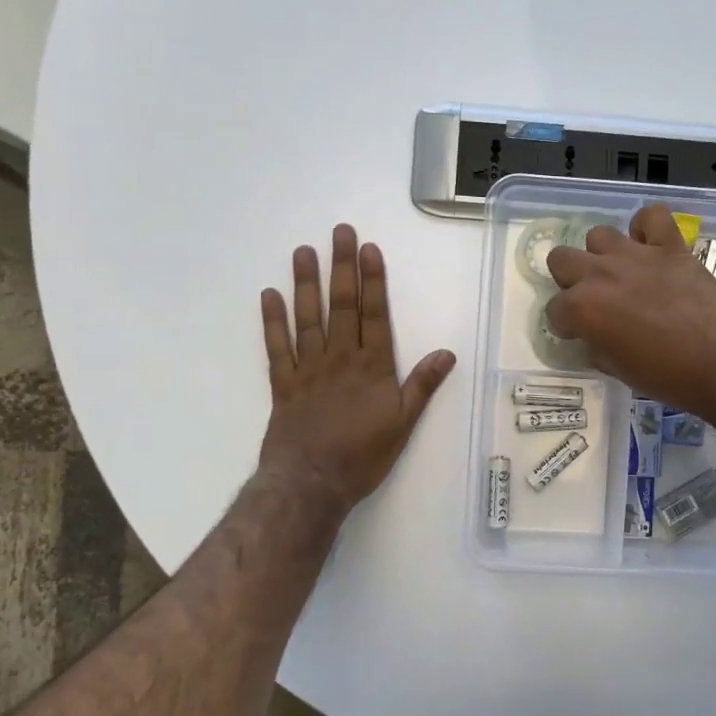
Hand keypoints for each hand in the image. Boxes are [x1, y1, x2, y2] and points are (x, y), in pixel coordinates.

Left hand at [259, 225, 455, 510]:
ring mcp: (308, 369)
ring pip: (308, 318)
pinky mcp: (283, 384)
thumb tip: (447, 353)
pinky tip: (269, 296)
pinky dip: (272, 321)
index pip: (374, 314)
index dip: (373, 280)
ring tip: (303, 252)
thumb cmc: (362, 455)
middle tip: (339, 233)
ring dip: (306, 283)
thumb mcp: (403, 424)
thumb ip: (422, 386)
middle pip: (342, 306)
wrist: (311, 483)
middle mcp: (340, 358)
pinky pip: (276, 347)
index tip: (368, 249)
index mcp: (372, 366)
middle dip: (342, 267)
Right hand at [545, 204, 715, 415]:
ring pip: (598, 235)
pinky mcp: (670, 246)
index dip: (565, 324)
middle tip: (593, 301)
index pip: (555, 310)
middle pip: (561, 259)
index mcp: (583, 308)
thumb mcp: (619, 370)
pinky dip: (646, 228)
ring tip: (621, 274)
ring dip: (603, 255)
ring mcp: (636, 255)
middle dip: (571, 281)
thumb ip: (598, 346)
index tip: (579, 334)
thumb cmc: (668, 377)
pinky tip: (650, 247)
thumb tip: (595, 337)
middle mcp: (601, 274)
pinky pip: (651, 217)